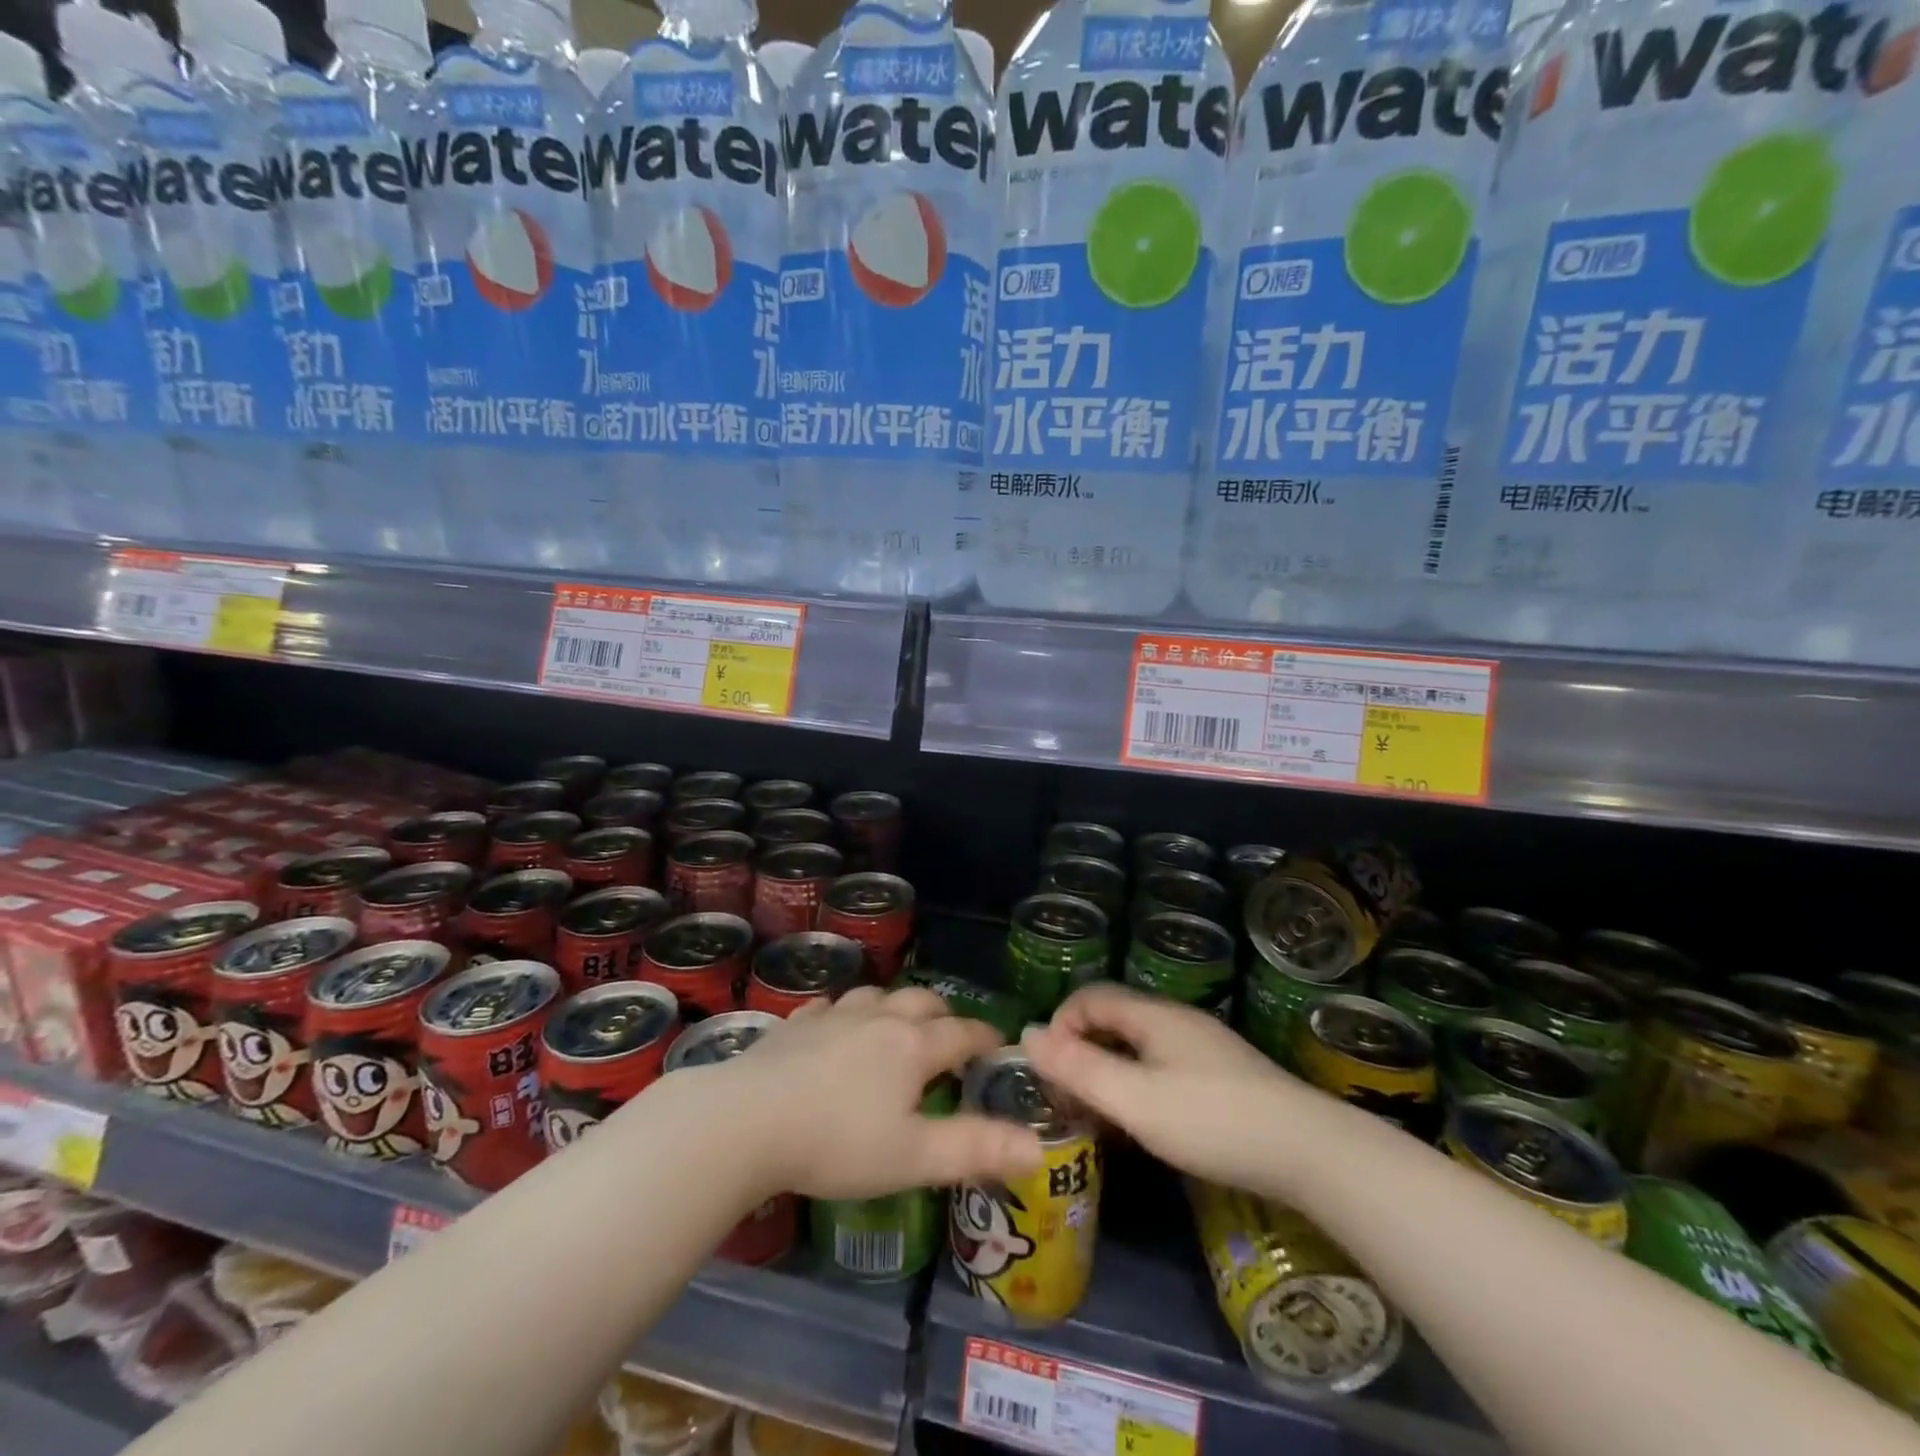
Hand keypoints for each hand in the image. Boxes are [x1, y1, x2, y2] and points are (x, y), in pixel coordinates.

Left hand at [719, 987, 1044, 1201]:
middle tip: (950, 1039)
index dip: (985, 1037)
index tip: (998, 1045)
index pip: (963, 1032)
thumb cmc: (837, 1142)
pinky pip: (831, 1005)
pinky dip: (846, 1013)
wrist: (747, 1120)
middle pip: (923, 1002)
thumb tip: (1037, 1147)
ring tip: (898, 1028)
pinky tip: (837, 1026)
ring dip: (897, 1007)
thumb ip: (976, 1149)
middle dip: (945, 1016)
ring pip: (878, 995)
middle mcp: (878, 1018)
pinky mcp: (797, 1022)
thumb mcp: (913, 1157)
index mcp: (912, 1046)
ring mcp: (834, 1015)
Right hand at [1023, 983, 1324, 1193]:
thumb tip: (1026, 1034)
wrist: (1310, 1152)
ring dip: (1109, 1072)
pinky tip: (1145, 1124)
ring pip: (1138, 1047)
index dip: (1060, 1025)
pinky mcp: (1222, 1075)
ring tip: (1098, 1116)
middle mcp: (1176, 1020)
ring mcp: (1203, 1047)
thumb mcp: (1135, 1100)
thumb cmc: (1213, 1121)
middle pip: (1113, 1021)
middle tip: (1067, 1099)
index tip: (1048, 1071)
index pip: (1090, 997)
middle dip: (1081, 1052)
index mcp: (1153, 1015)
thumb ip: (1079, 1068)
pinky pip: (1162, 1066)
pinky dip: (1138, 1085)